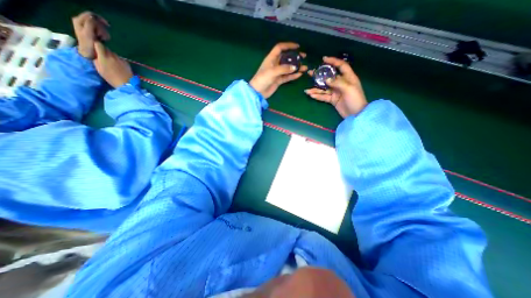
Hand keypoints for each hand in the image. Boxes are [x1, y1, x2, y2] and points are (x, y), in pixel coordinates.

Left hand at [72, 12, 109, 58]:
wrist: (88, 53)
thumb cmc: (89, 44)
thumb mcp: (89, 33)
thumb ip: (90, 24)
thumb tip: (94, 18)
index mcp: (79, 20)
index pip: (91, 15)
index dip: (100, 20)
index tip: (108, 27)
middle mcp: (81, 22)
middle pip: (95, 20)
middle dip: (102, 28)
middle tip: (105, 36)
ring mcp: (86, 27)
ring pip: (98, 25)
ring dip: (104, 32)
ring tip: (104, 39)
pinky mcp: (91, 32)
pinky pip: (99, 30)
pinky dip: (103, 34)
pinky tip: (103, 39)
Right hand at [95, 42, 133, 87]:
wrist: (126, 83)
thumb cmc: (110, 77)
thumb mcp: (99, 68)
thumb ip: (96, 59)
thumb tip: (96, 54)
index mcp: (104, 56)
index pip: (98, 44)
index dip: (96, 45)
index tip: (94, 48)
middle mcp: (113, 56)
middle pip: (106, 49)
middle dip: (103, 51)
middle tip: (102, 57)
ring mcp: (121, 59)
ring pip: (113, 54)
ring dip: (111, 56)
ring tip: (111, 63)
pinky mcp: (127, 63)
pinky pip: (120, 59)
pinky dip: (118, 60)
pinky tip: (119, 66)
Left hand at [252, 42, 309, 98]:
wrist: (258, 92)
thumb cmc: (262, 79)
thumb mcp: (272, 72)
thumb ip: (284, 69)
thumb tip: (295, 67)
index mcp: (271, 58)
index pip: (280, 48)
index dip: (288, 45)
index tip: (297, 46)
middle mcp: (275, 64)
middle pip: (286, 58)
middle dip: (295, 57)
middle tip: (303, 57)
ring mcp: (277, 73)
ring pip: (288, 68)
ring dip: (296, 67)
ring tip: (304, 68)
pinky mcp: (279, 80)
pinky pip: (287, 77)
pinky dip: (293, 75)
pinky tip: (299, 74)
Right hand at [305, 56, 367, 116]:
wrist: (356, 114)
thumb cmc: (356, 99)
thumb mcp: (349, 89)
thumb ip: (337, 83)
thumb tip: (326, 79)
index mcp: (348, 77)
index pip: (341, 66)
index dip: (333, 61)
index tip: (324, 59)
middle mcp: (341, 83)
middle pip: (329, 77)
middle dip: (319, 76)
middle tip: (310, 73)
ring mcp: (335, 92)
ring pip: (324, 88)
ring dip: (315, 89)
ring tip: (307, 90)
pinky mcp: (332, 99)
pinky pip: (323, 96)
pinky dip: (317, 96)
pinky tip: (311, 95)